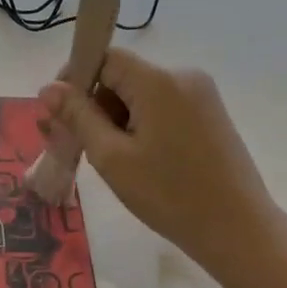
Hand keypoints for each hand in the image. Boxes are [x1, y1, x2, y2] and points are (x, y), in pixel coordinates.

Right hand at [39, 48, 278, 274]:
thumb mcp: (112, 157)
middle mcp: (183, 76)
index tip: (59, 115)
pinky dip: (141, 127)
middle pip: (123, 77)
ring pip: (141, 96)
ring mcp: (201, 95)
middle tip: (77, 147)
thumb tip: (48, 88)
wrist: (237, 229)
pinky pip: (162, 108)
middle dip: (95, 106)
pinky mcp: (210, 115)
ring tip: (110, 163)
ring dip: (117, 121)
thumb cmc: (169, 195)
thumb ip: (78, 117)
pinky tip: (138, 162)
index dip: (76, 79)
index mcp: (158, 81)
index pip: (105, 58)